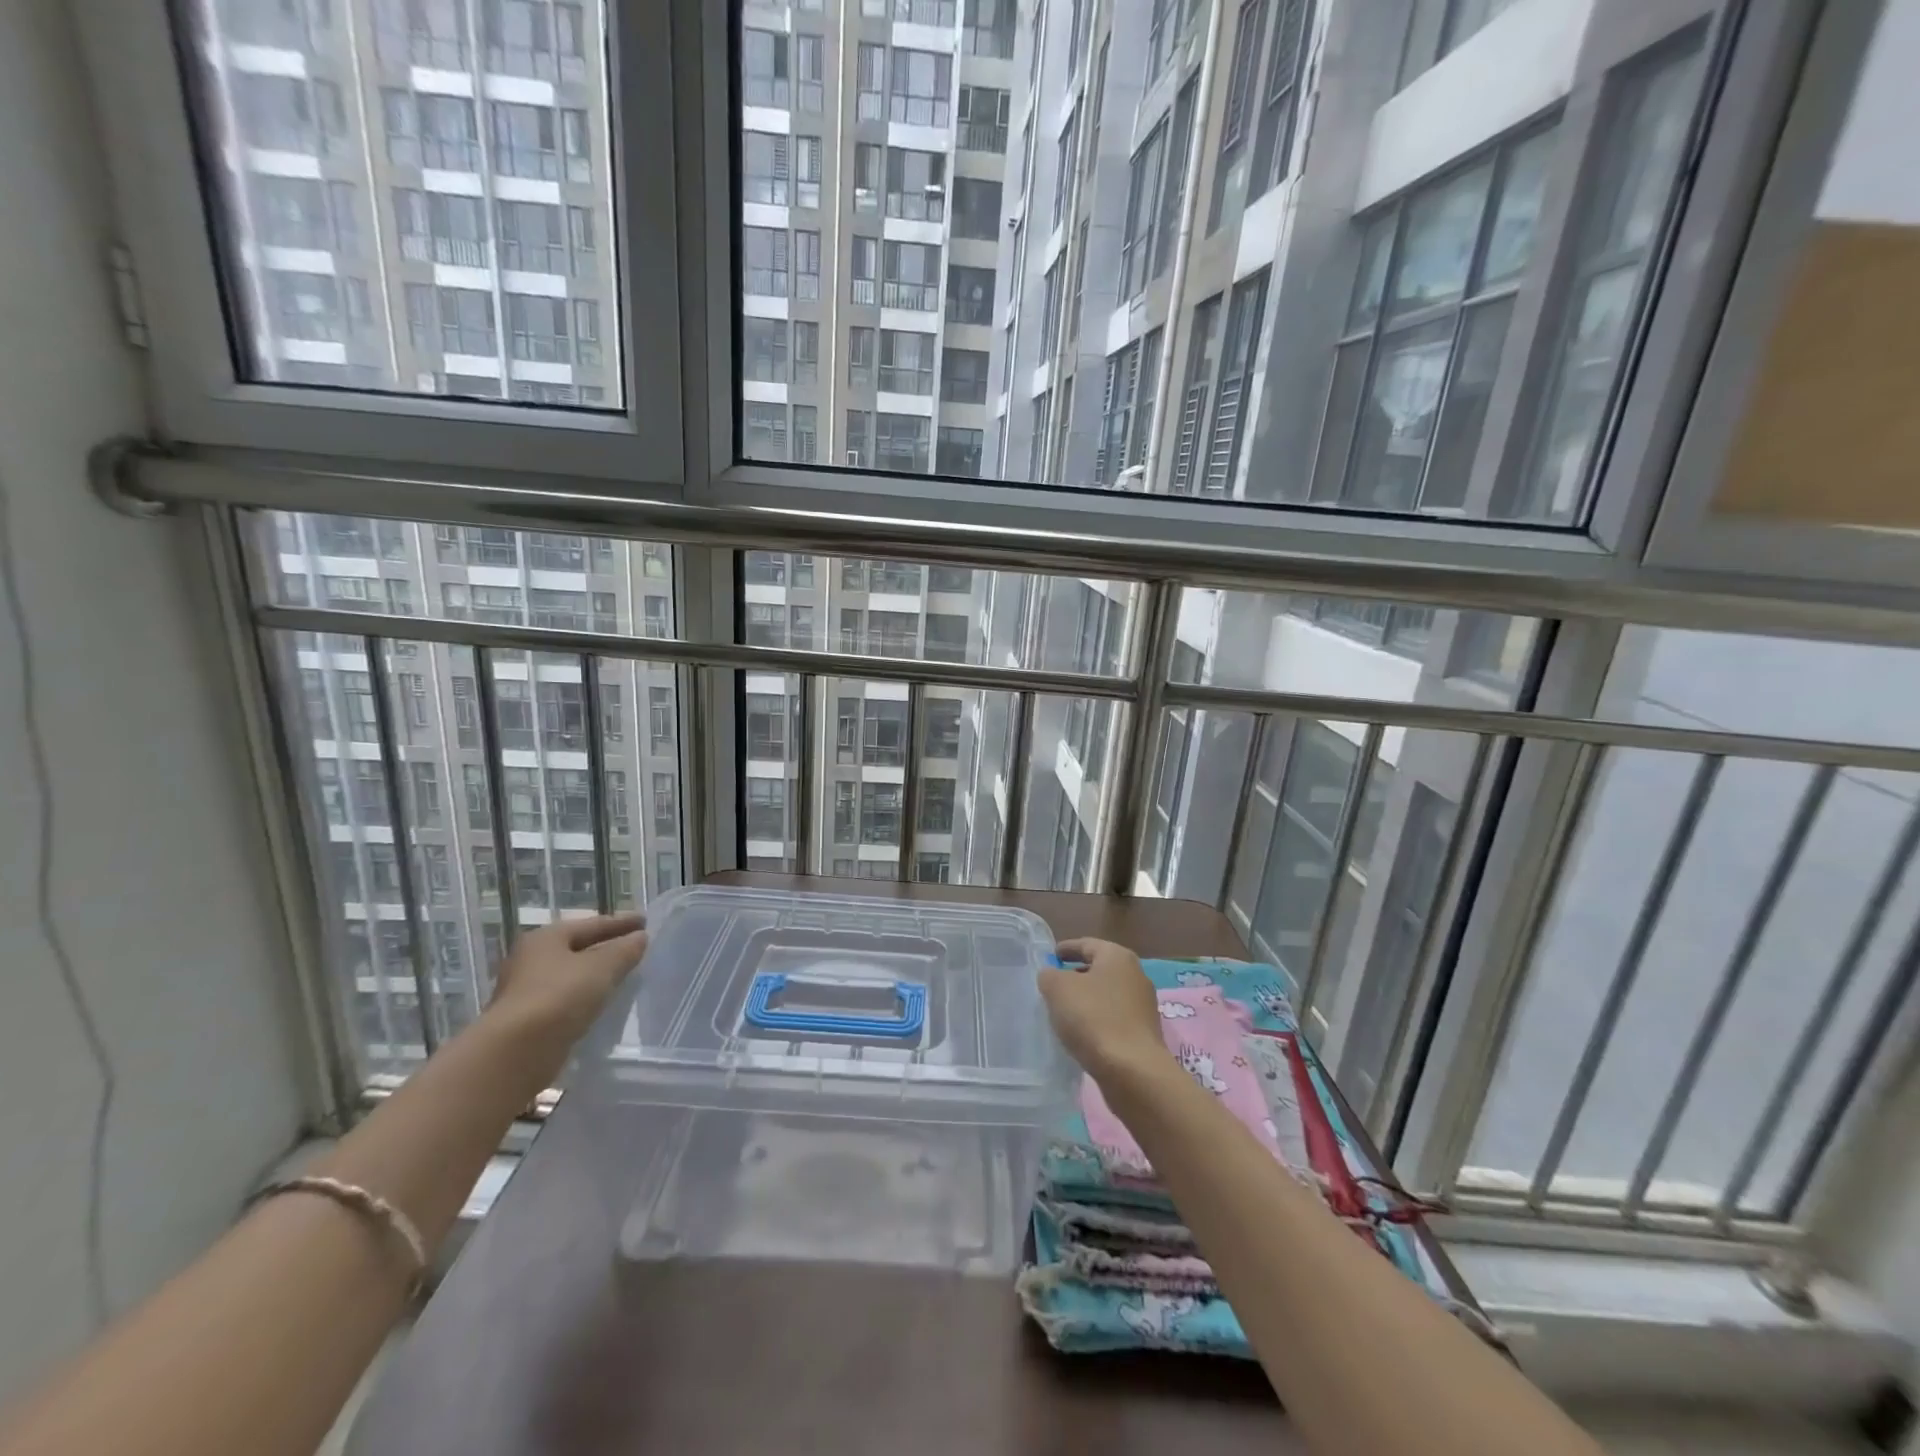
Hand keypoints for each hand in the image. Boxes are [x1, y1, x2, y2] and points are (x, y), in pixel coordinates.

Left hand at [486, 912, 646, 1041]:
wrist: (515, 1053)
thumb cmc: (560, 997)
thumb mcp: (602, 968)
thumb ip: (624, 950)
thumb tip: (639, 938)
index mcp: (546, 938)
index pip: (592, 924)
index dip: (622, 922)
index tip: (646, 922)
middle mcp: (530, 959)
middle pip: (577, 948)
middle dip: (606, 947)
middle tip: (634, 947)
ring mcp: (524, 991)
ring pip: (570, 975)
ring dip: (595, 974)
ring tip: (622, 976)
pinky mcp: (526, 1020)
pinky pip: (564, 999)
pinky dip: (584, 997)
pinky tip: (601, 1004)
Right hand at [1038, 937, 1168, 1080]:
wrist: (1132, 1071)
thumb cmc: (1093, 1018)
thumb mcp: (1058, 988)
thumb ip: (1049, 975)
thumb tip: (1052, 976)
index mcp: (1117, 956)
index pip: (1086, 944)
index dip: (1064, 949)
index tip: (1048, 958)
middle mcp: (1136, 975)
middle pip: (1098, 969)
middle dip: (1075, 976)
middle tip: (1052, 987)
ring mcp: (1143, 1006)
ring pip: (1106, 996)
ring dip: (1086, 1001)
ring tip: (1063, 1014)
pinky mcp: (1144, 1033)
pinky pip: (1113, 1019)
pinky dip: (1097, 1022)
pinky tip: (1082, 1035)